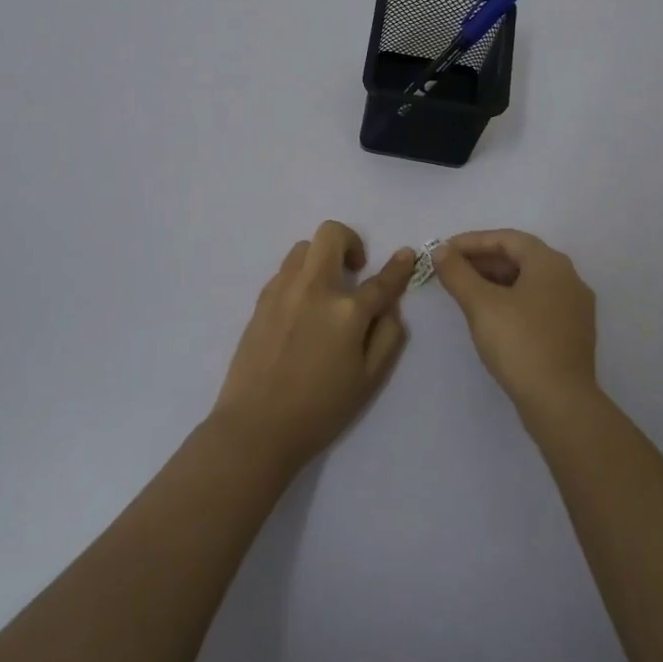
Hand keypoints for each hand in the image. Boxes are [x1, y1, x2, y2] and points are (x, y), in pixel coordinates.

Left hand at [211, 221, 414, 472]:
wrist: (256, 427)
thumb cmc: (320, 410)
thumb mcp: (369, 380)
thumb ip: (388, 336)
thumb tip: (390, 307)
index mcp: (346, 311)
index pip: (381, 280)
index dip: (398, 266)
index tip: (406, 255)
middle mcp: (314, 288)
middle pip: (331, 234)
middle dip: (350, 241)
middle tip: (355, 270)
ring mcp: (283, 290)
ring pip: (304, 247)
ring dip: (322, 257)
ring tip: (326, 289)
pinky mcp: (261, 300)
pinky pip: (285, 271)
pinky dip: (300, 276)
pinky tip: (303, 307)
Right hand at [432, 229, 597, 412]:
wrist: (561, 402)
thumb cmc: (520, 343)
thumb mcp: (481, 305)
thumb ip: (458, 273)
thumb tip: (441, 251)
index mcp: (550, 263)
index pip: (508, 239)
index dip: (472, 241)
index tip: (444, 250)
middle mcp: (569, 278)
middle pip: (520, 258)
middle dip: (483, 261)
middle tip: (451, 270)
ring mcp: (575, 307)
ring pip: (529, 282)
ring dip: (496, 281)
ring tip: (465, 291)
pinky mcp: (573, 333)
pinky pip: (538, 303)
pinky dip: (512, 300)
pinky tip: (491, 316)